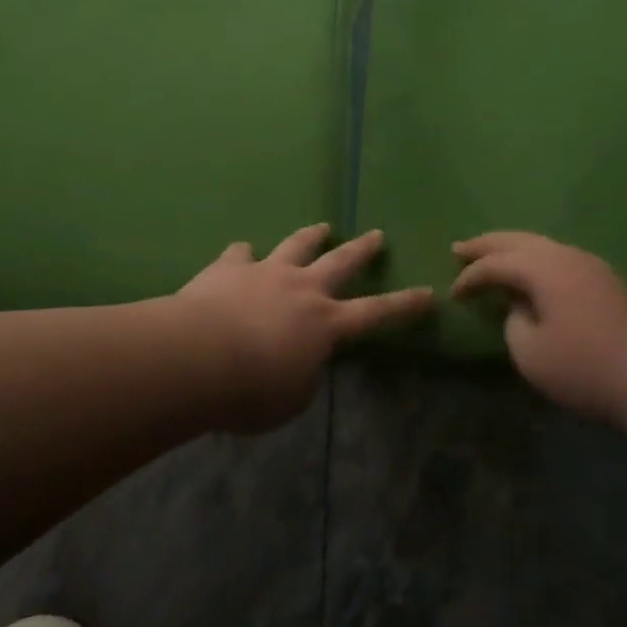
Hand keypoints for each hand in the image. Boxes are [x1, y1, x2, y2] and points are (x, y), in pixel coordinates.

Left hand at [178, 223, 433, 429]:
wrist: (197, 356)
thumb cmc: (251, 390)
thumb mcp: (291, 398)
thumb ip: (304, 374)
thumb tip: (300, 359)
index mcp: (325, 323)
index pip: (376, 313)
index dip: (404, 306)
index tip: (428, 293)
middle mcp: (302, 288)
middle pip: (341, 262)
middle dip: (362, 250)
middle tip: (376, 235)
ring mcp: (266, 272)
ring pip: (296, 245)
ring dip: (311, 236)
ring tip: (322, 227)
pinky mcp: (230, 267)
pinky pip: (240, 254)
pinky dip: (244, 254)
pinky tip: (241, 254)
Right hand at [451, 232, 626, 423]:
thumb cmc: (586, 369)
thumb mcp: (531, 354)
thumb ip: (513, 323)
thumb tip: (520, 307)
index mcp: (543, 268)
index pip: (496, 264)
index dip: (470, 277)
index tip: (453, 294)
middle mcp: (565, 255)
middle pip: (517, 240)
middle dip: (486, 244)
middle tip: (459, 248)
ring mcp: (590, 264)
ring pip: (541, 244)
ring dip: (512, 248)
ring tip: (490, 255)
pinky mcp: (606, 279)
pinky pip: (559, 256)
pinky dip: (534, 258)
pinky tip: (530, 272)